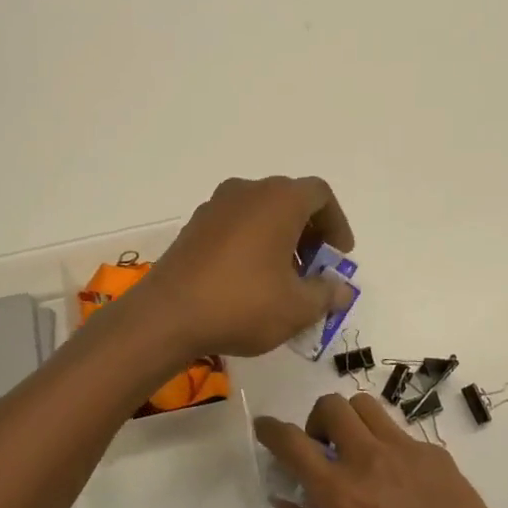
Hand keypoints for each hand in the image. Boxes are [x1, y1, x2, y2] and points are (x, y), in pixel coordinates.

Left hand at [132, 176, 355, 358]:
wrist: (167, 316)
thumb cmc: (243, 304)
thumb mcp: (297, 308)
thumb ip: (326, 294)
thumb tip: (341, 290)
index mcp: (278, 200)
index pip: (320, 195)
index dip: (336, 224)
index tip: (338, 257)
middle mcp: (246, 192)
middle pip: (289, 201)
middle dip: (309, 234)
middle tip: (314, 271)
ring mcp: (215, 207)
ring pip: (260, 213)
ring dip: (280, 240)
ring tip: (283, 281)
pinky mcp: (193, 227)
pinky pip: (235, 226)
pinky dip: (252, 244)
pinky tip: (250, 281)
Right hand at [256, 393, 507, 507]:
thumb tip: (284, 504)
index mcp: (338, 491)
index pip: (292, 442)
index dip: (270, 429)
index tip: (264, 428)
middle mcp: (368, 458)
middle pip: (331, 405)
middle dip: (316, 420)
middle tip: (322, 449)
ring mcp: (405, 450)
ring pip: (366, 406)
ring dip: (350, 421)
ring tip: (357, 451)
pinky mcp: (435, 453)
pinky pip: (400, 432)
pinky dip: (386, 444)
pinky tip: (399, 479)